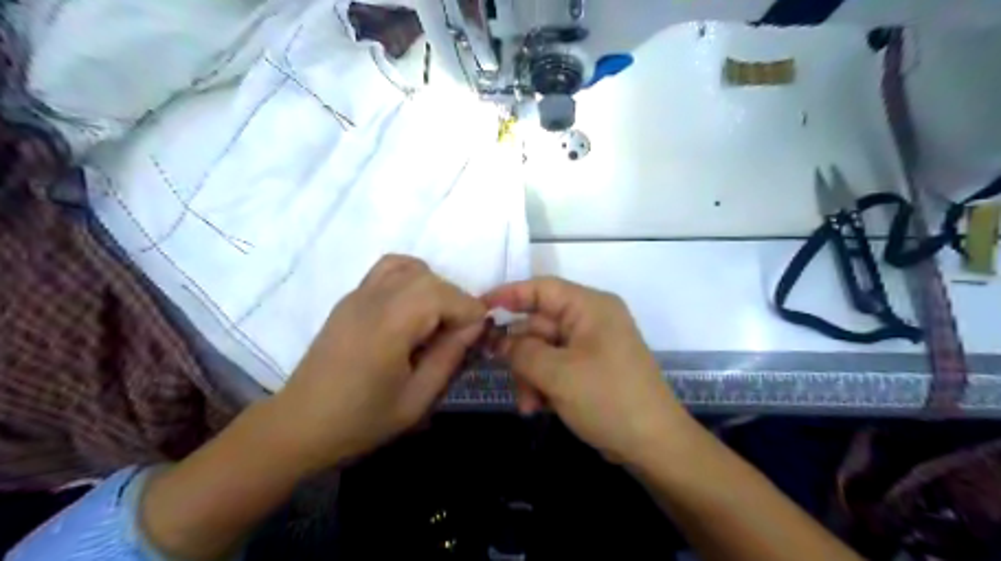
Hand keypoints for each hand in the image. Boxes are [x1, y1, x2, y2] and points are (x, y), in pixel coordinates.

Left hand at [268, 257, 482, 471]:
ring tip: (435, 320)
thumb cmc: (361, 419)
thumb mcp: (416, 399)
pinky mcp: (351, 297)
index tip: (476, 338)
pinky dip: (410, 278)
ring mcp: (358, 294)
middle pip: (429, 278)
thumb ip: (449, 357)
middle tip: (458, 334)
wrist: (300, 423)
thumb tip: (475, 326)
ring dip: (433, 287)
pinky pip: (388, 269)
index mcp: (390, 325)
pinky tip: (412, 308)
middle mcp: (374, 299)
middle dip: (455, 301)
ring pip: (411, 268)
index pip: (444, 296)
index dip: (469, 313)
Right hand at [487, 277, 693, 463]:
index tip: (477, 309)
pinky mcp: (591, 368)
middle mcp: (591, 319)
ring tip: (528, 404)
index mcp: (590, 307)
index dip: (508, 295)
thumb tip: (496, 339)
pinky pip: (556, 366)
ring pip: (544, 349)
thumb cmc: (607, 399)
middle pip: (540, 323)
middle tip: (497, 369)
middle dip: (519, 352)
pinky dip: (543, 384)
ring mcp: (592, 345)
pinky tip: (538, 407)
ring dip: (530, 374)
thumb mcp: (557, 373)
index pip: (542, 288)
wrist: (654, 445)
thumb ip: (521, 351)